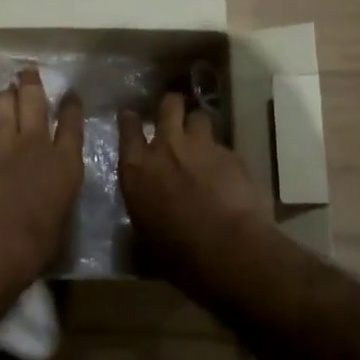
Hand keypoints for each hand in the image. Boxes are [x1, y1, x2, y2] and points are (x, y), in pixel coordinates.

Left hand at [0, 67, 83, 295]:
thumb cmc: (33, 247)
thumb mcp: (58, 224)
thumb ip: (56, 201)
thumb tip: (51, 198)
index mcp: (66, 166)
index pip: (72, 127)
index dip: (71, 108)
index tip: (71, 94)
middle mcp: (39, 146)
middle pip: (36, 104)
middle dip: (32, 85)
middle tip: (28, 72)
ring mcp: (7, 145)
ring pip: (7, 106)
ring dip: (6, 95)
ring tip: (5, 90)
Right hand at [119, 91, 270, 269]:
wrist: (226, 249)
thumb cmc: (176, 253)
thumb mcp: (144, 236)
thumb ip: (142, 211)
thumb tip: (143, 216)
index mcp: (137, 168)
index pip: (128, 128)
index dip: (130, 119)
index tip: (131, 116)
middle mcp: (167, 147)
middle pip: (168, 105)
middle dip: (171, 106)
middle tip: (173, 114)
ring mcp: (201, 147)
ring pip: (199, 117)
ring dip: (198, 126)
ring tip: (201, 141)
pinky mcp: (231, 154)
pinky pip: (222, 145)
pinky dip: (221, 155)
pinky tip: (226, 172)